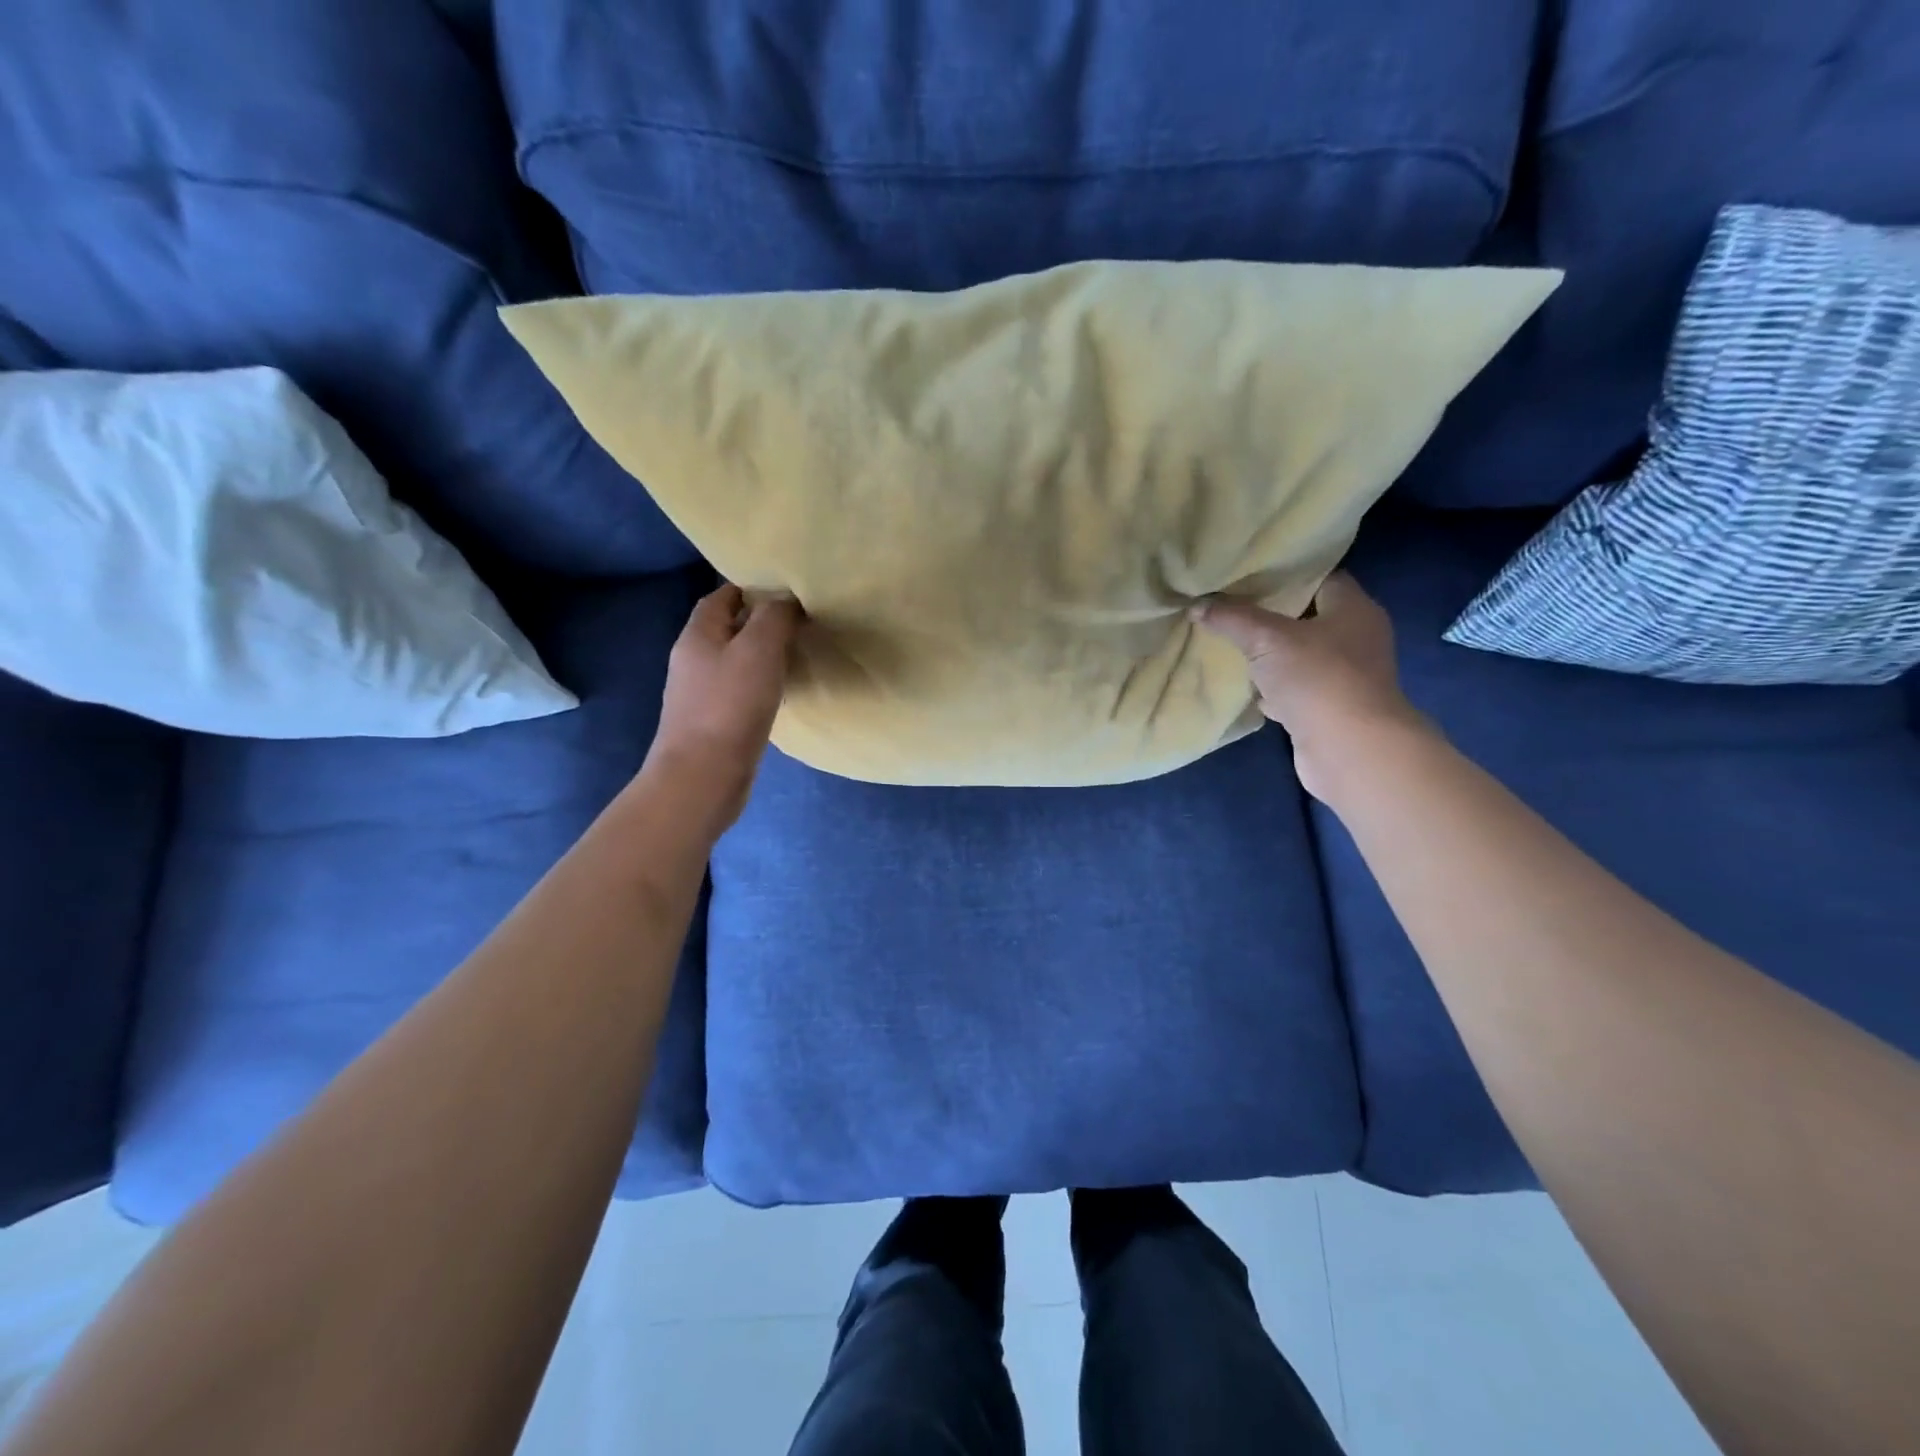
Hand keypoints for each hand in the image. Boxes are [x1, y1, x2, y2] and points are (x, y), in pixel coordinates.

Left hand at [646, 583, 800, 831]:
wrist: (703, 777)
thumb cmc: (730, 706)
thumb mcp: (759, 649)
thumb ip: (774, 617)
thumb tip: (786, 599)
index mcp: (698, 635)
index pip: (721, 596)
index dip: (751, 588)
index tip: (787, 590)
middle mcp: (693, 660)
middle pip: (727, 628)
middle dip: (759, 621)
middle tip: (799, 621)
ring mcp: (700, 694)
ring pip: (734, 661)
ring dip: (761, 655)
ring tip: (796, 653)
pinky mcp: (713, 723)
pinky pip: (738, 691)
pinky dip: (759, 684)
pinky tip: (781, 692)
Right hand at [1192, 571, 1433, 801]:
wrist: (1349, 750)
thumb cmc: (1317, 678)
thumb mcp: (1266, 639)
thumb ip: (1233, 619)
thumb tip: (1198, 605)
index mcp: (1353, 609)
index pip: (1321, 577)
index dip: (1286, 573)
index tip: (1249, 573)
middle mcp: (1355, 638)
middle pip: (1308, 617)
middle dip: (1270, 615)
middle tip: (1230, 606)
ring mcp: (1345, 677)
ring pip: (1299, 656)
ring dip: (1270, 655)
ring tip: (1231, 644)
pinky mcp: (1330, 709)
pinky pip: (1296, 690)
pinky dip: (1273, 689)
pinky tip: (1247, 688)